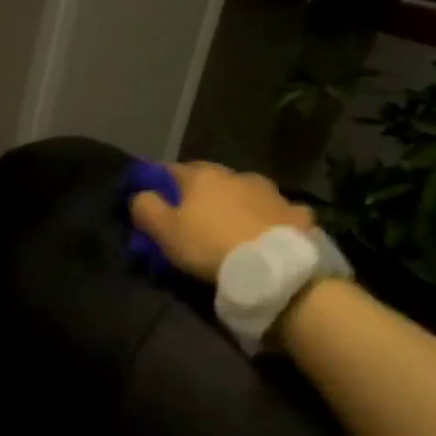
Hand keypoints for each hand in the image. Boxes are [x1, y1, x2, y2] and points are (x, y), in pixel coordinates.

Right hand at [129, 161, 315, 281]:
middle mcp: (235, 175)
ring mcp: (269, 191)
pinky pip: (276, 210)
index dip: (158, 181)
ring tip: (231, 224)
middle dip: (199, 190)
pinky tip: (266, 231)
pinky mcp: (295, 212)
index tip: (152, 196)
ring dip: (235, 201)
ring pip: (244, 190)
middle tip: (191, 214)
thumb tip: (140, 194)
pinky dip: (268, 217)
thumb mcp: (164, 231)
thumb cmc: (210, 245)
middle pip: (209, 177)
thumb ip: (146, 207)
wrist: (274, 267)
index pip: (170, 169)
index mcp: (201, 176)